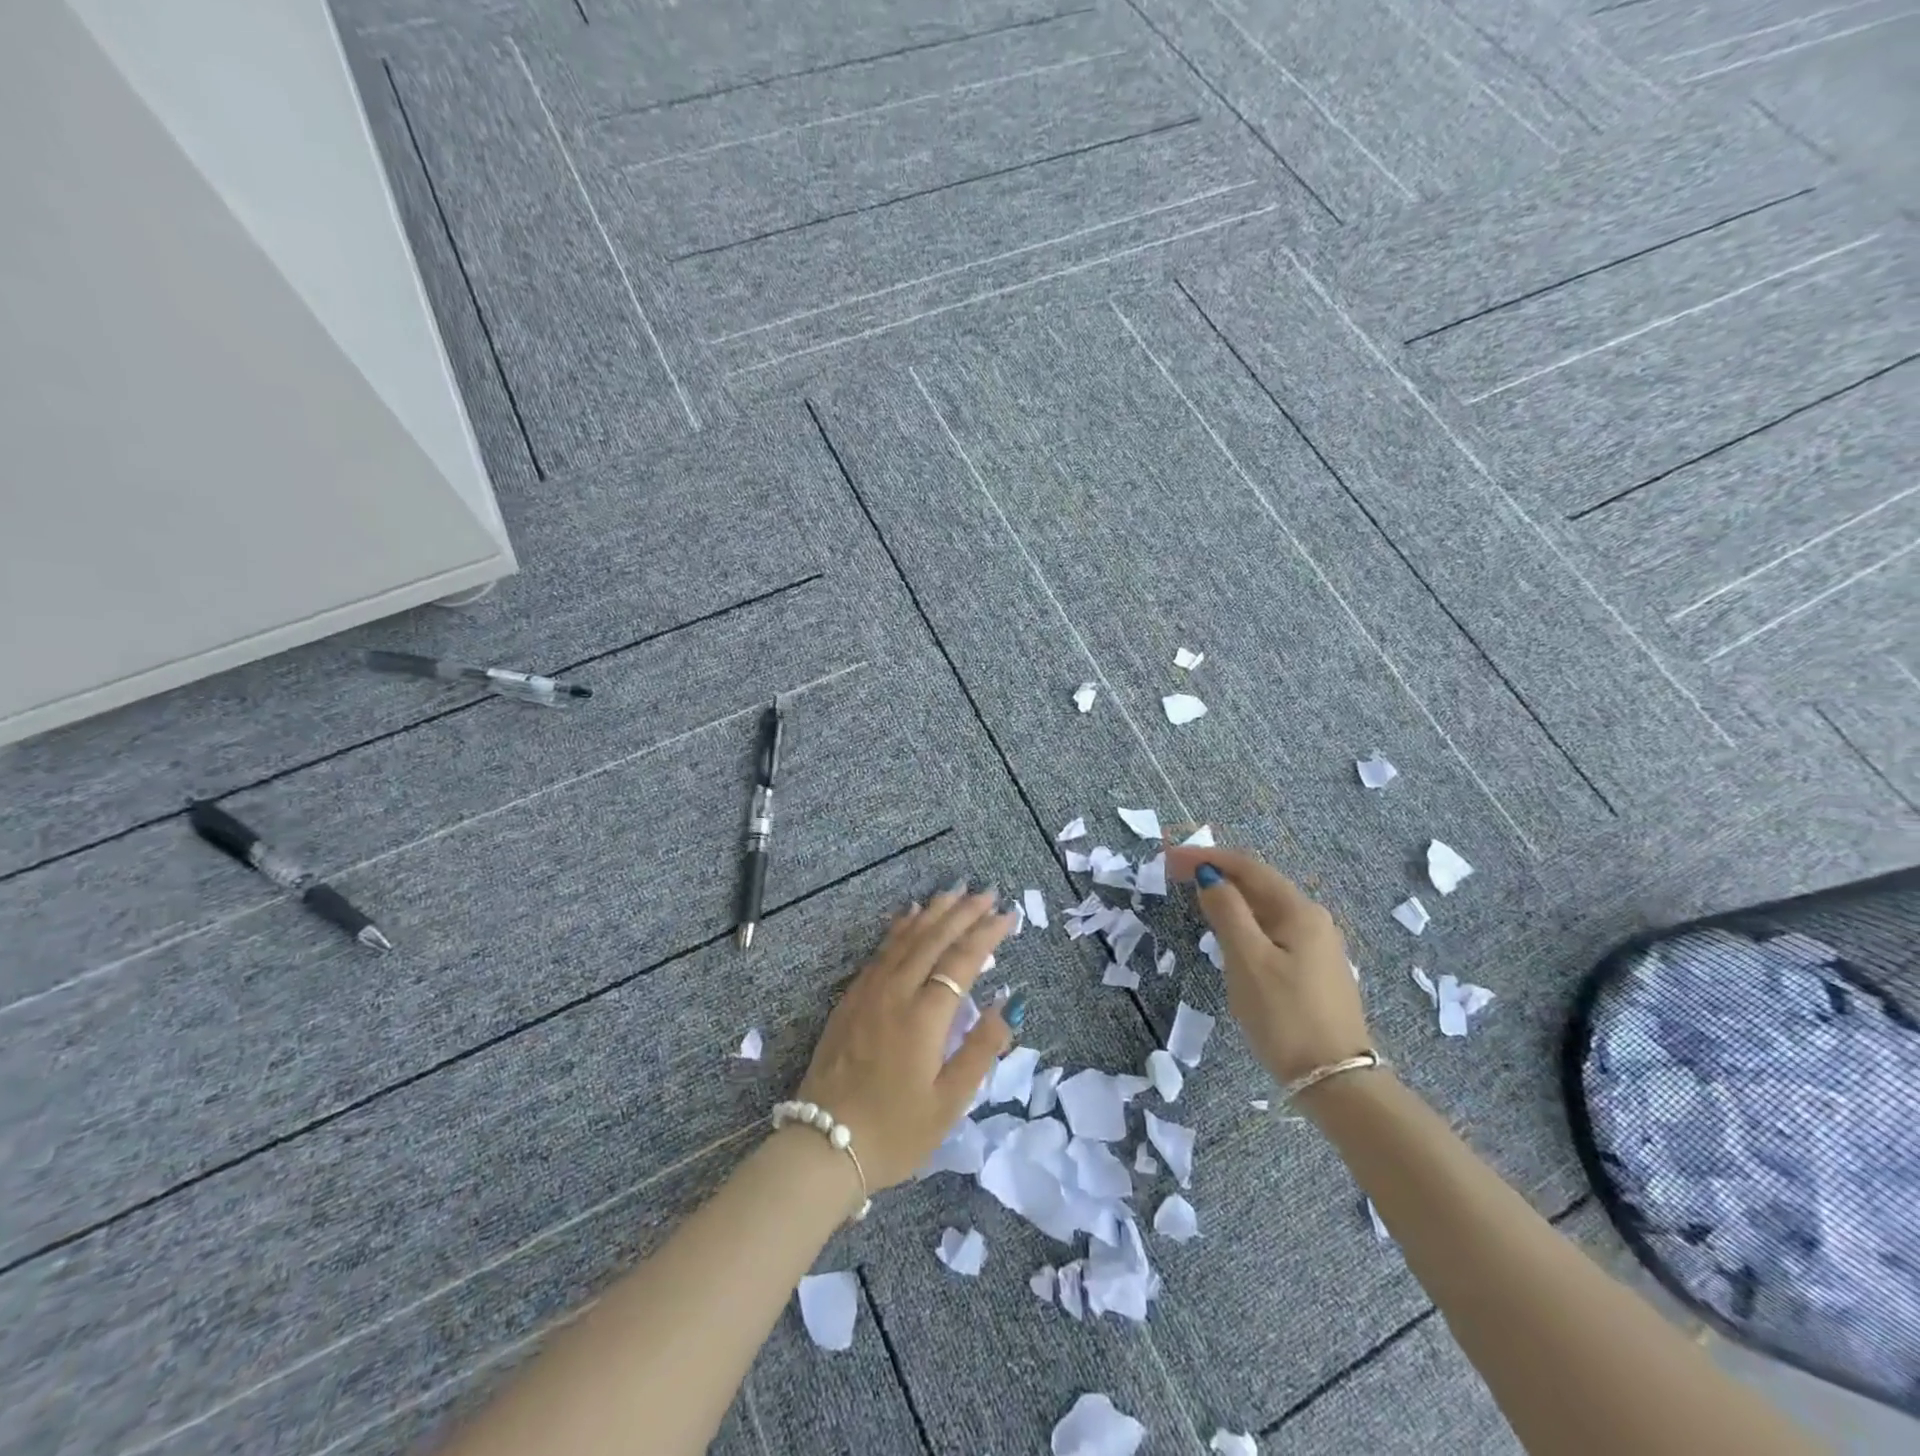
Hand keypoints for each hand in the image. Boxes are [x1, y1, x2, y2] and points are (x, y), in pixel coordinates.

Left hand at [795, 886, 1016, 1189]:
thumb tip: (1009, 1003)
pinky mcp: (851, 999)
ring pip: (906, 939)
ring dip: (932, 913)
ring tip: (953, 892)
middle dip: (962, 913)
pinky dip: (900, 928)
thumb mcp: (949, 1102)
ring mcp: (869, 992)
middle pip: (934, 940)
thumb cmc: (896, 1131)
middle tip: (986, 892)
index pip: (962, 961)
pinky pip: (881, 951)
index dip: (986, 934)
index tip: (1007, 915)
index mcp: (925, 1016)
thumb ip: (980, 1048)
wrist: (824, 1146)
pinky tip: (908, 917)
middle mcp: (896, 992)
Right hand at [1165, 847, 1371, 1085]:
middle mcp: (1313, 919)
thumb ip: (1227, 912)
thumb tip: (1210, 877)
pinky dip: (1243, 920)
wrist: (1336, 1082)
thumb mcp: (1248, 960)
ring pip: (1264, 908)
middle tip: (1174, 873)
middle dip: (1216, 872)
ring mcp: (1316, 946)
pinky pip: (1271, 930)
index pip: (1247, 867)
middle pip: (1258, 883)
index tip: (1168, 857)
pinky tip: (1228, 932)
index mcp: (1299, 911)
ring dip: (1229, 896)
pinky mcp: (1313, 970)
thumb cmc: (1285, 1016)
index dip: (1206, 856)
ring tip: (1195, 896)